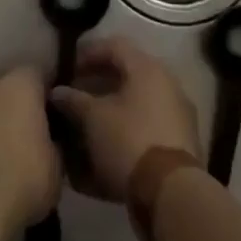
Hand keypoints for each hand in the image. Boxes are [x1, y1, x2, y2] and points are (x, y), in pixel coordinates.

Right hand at [49, 37, 200, 201]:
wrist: (172, 194)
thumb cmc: (129, 141)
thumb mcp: (93, 119)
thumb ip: (74, 100)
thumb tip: (58, 92)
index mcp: (148, 69)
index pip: (114, 46)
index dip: (89, 53)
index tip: (69, 69)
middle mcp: (167, 85)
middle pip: (128, 74)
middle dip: (100, 83)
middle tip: (77, 94)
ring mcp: (178, 115)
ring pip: (138, 103)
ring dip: (113, 109)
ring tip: (89, 124)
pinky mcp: (181, 143)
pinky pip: (148, 127)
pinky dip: (127, 130)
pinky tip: (108, 147)